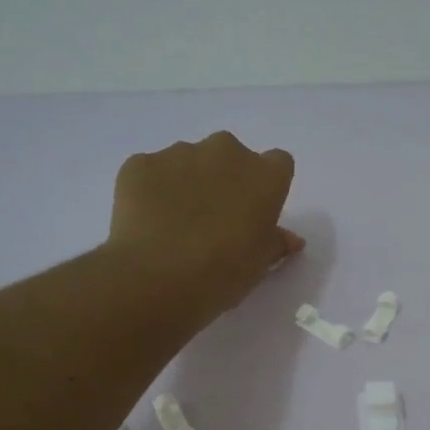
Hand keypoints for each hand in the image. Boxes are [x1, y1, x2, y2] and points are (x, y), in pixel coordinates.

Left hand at [108, 132, 302, 324]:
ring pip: (188, 161)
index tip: (255, 212)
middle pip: (230, 156)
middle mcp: (225, 152)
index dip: (266, 186)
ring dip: (187, 183)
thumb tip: (290, 239)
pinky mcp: (140, 163)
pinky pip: (151, 171)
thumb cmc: (223, 273)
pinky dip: (151, 190)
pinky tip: (148, 223)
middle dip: (224, 179)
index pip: (278, 164)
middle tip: (213, 218)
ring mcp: (179, 153)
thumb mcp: (260, 264)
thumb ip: (276, 243)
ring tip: (174, 224)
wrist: (157, 278)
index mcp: (264, 175)